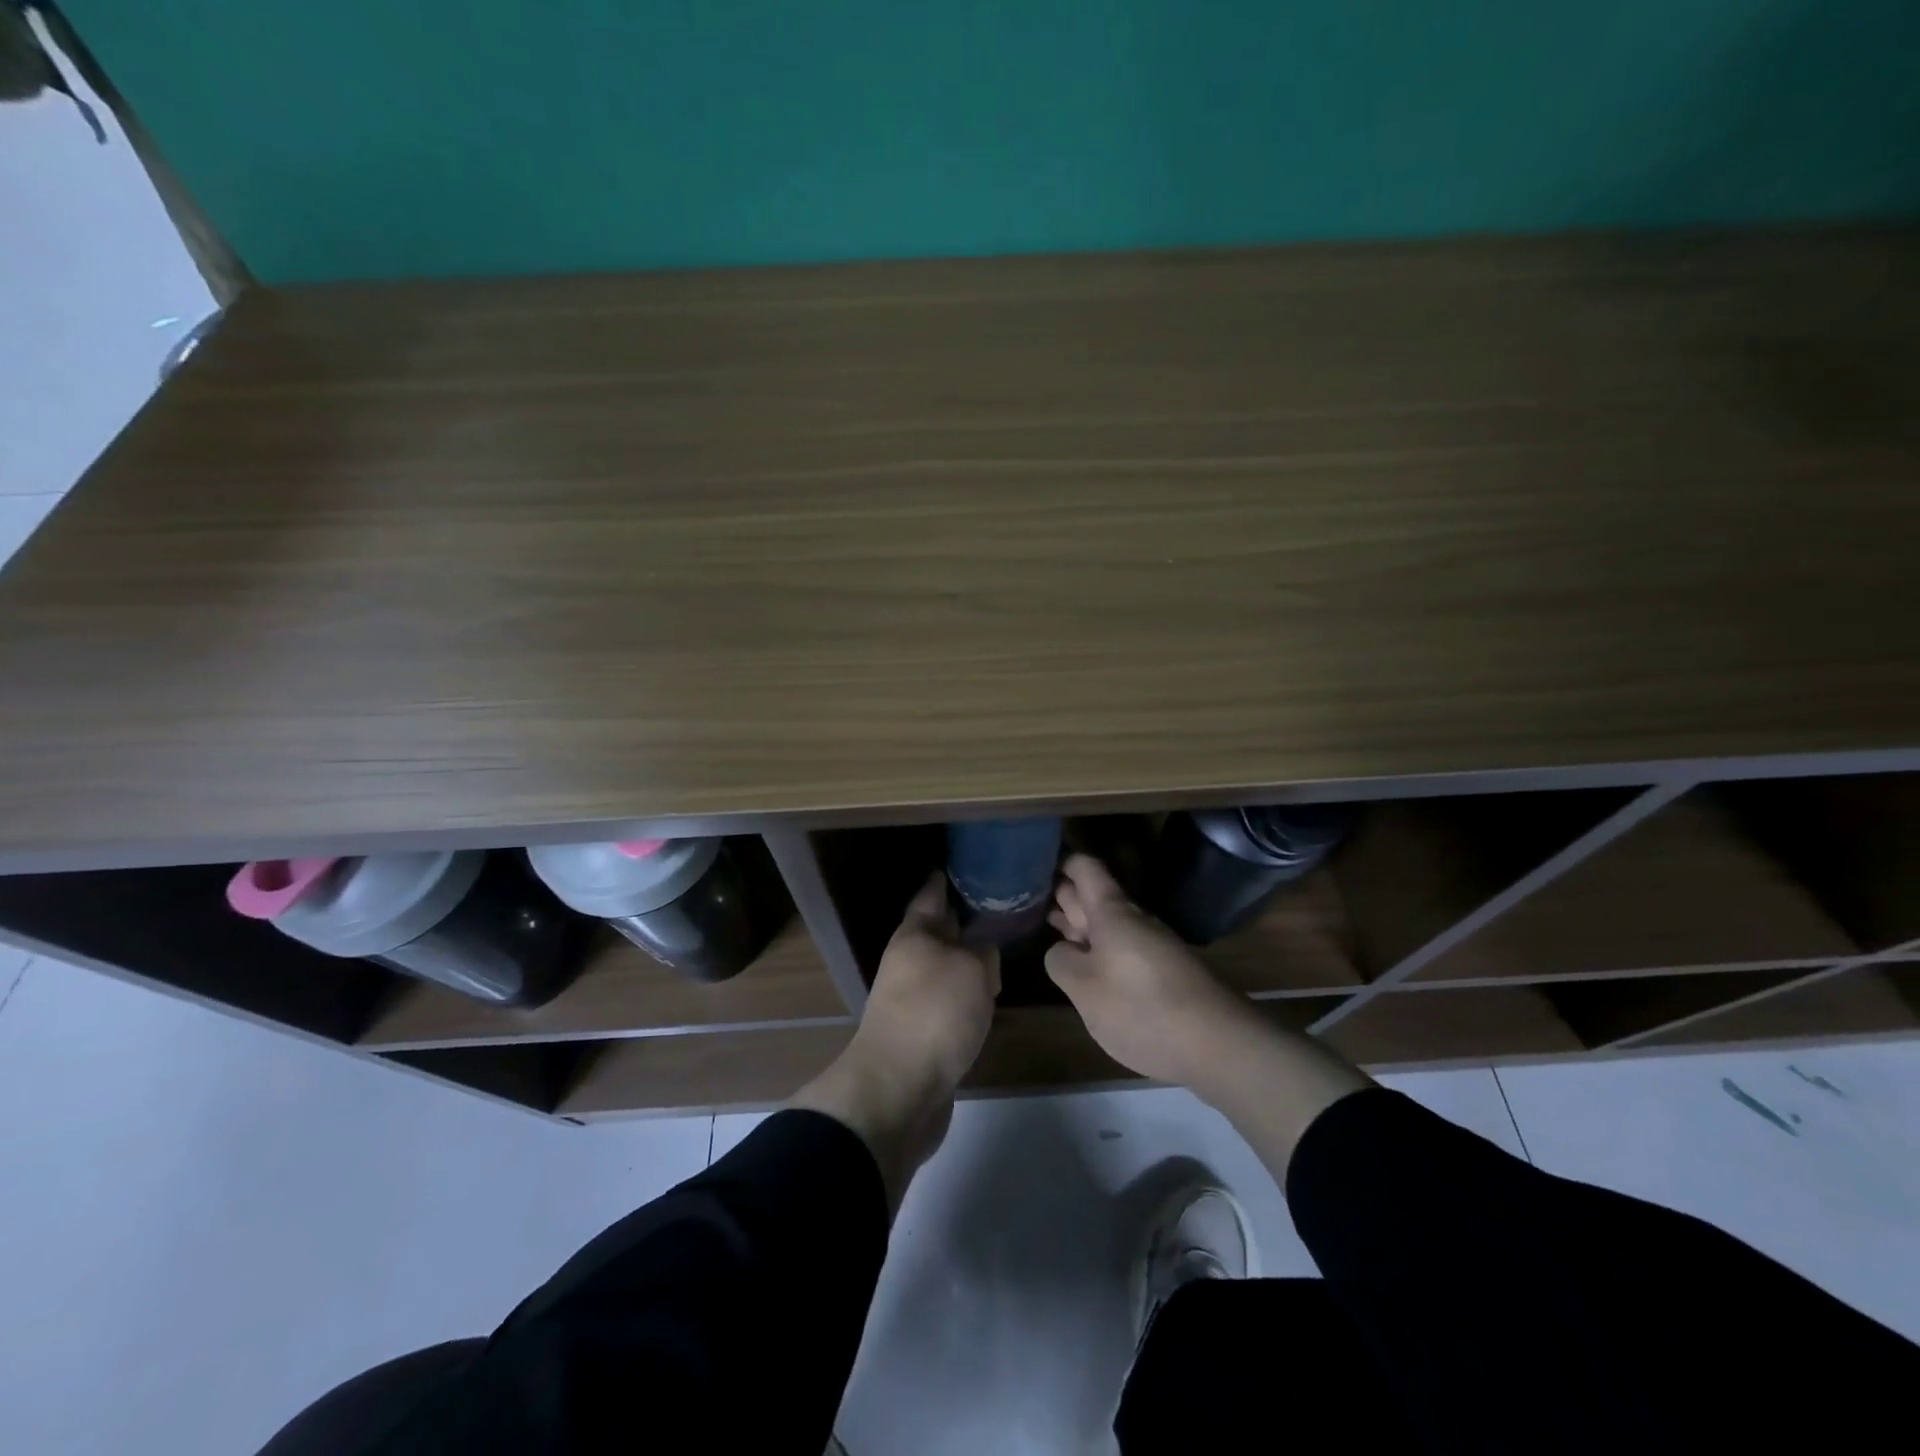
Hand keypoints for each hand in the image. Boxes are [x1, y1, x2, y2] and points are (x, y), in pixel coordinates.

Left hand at [790, 874, 998, 1208]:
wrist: (900, 1089)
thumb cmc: (935, 1014)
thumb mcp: (971, 969)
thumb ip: (982, 952)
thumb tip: (982, 952)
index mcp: (915, 935)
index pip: (932, 894)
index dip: (948, 878)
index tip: (968, 864)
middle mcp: (909, 961)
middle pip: (938, 931)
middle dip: (964, 920)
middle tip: (1000, 907)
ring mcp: (912, 998)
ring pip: (945, 967)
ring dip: (968, 960)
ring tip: (1001, 950)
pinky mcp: (922, 1032)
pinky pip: (949, 1000)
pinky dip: (967, 994)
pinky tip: (988, 996)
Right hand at [1044, 853, 1263, 1087]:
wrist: (1219, 1046)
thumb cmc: (1141, 1009)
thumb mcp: (1084, 989)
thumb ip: (1061, 961)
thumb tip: (1063, 950)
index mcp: (1112, 913)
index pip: (1085, 868)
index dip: (1060, 861)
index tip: (1033, 864)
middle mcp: (1134, 920)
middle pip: (1095, 895)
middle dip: (1064, 894)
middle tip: (1029, 897)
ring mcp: (1152, 945)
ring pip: (1109, 924)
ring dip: (1081, 924)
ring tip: (1049, 929)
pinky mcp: (1164, 971)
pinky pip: (1123, 947)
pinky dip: (1100, 949)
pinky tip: (1087, 966)